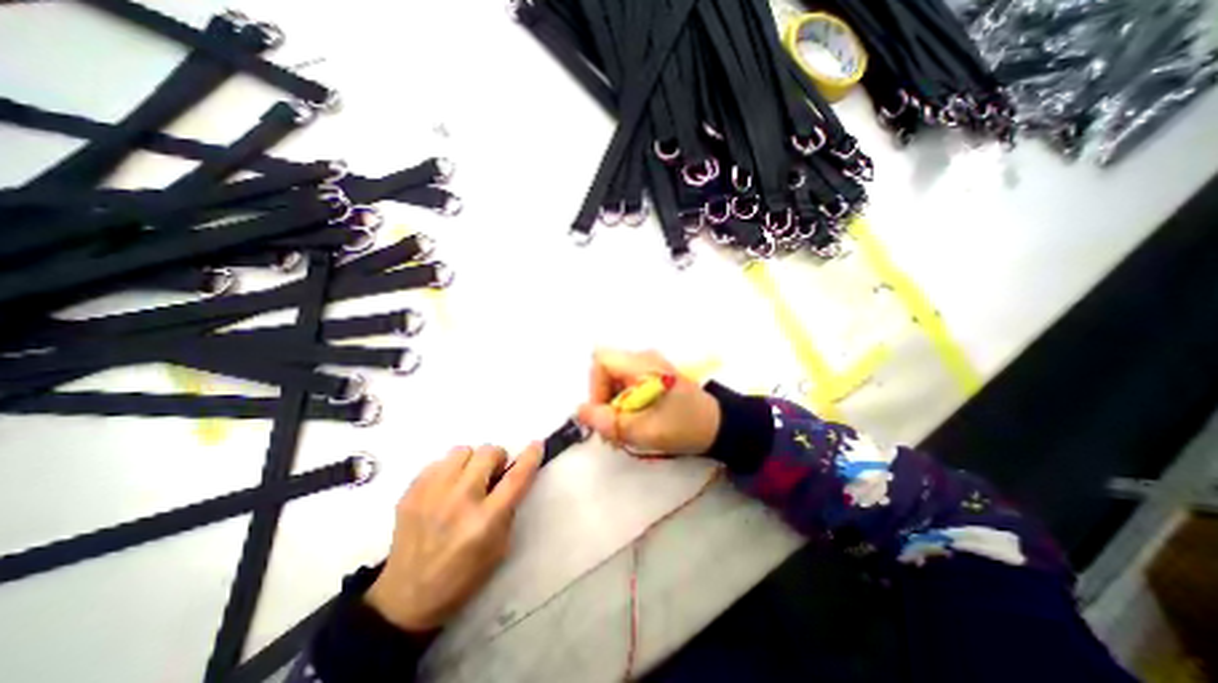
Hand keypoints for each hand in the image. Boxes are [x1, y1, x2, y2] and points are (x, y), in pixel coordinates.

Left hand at [365, 444, 542, 632]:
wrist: (405, 598)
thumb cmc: (462, 577)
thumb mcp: (499, 548)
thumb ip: (508, 508)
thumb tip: (510, 477)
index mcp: (485, 521)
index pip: (515, 478)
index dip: (530, 457)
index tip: (537, 445)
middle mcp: (459, 502)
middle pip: (488, 453)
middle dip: (497, 459)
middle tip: (492, 476)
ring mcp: (431, 494)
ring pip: (462, 450)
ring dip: (471, 462)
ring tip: (466, 480)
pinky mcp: (410, 493)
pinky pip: (438, 461)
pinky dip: (448, 470)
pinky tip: (445, 489)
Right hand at [577, 351, 715, 455]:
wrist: (718, 427)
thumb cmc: (683, 426)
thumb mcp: (642, 429)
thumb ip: (608, 421)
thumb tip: (578, 411)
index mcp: (642, 364)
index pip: (601, 361)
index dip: (595, 386)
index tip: (605, 413)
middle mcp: (644, 358)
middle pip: (606, 370)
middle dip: (603, 399)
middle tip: (613, 429)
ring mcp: (650, 366)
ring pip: (615, 379)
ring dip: (614, 404)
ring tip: (624, 429)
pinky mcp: (654, 376)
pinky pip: (628, 384)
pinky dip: (625, 403)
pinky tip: (635, 421)